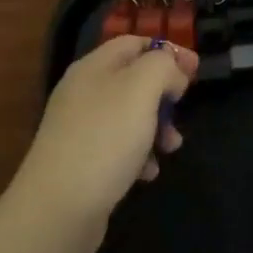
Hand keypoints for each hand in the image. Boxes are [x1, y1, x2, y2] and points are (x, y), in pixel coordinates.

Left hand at [14, 36, 196, 251]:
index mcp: (94, 67)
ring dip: (157, 127)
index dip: (168, 50)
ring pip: (130, 115)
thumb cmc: (104, 139)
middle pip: (134, 79)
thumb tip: (173, 75)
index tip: (195, 71)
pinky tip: (148, 172)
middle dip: (164, 94)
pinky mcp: (82, 162)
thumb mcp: (141, 88)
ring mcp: (80, 128)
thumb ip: (163, 67)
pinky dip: (139, 155)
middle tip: (182, 110)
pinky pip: (119, 147)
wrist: (57, 210)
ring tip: (171, 147)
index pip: (135, 42)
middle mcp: (84, 92)